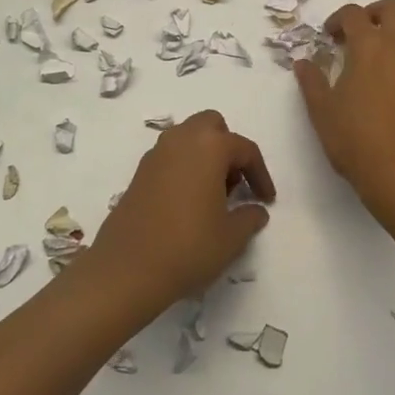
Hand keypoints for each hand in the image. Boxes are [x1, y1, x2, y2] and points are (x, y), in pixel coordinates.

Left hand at [89, 111, 275, 317]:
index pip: (245, 149)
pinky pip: (170, 157)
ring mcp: (156, 153)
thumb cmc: (188, 247)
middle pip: (212, 126)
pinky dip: (184, 167)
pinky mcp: (139, 172)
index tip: (267, 199)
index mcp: (209, 146)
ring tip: (213, 195)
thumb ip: (249, 218)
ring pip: (188, 138)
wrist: (128, 268)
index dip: (260, 174)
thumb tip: (256, 210)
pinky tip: (188, 202)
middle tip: (236, 183)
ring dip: (205, 156)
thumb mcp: (231, 238)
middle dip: (228, 148)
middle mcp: (182, 139)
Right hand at [295, 0, 394, 229]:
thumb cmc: (357, 141)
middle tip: (357, 33)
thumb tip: (303, 62)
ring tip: (379, 53)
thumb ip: (311, 81)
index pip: (354, 14)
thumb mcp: (322, 111)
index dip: (338, 19)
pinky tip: (392, 82)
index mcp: (369, 47)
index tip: (329, 36)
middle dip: (373, 13)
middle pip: (393, 9)